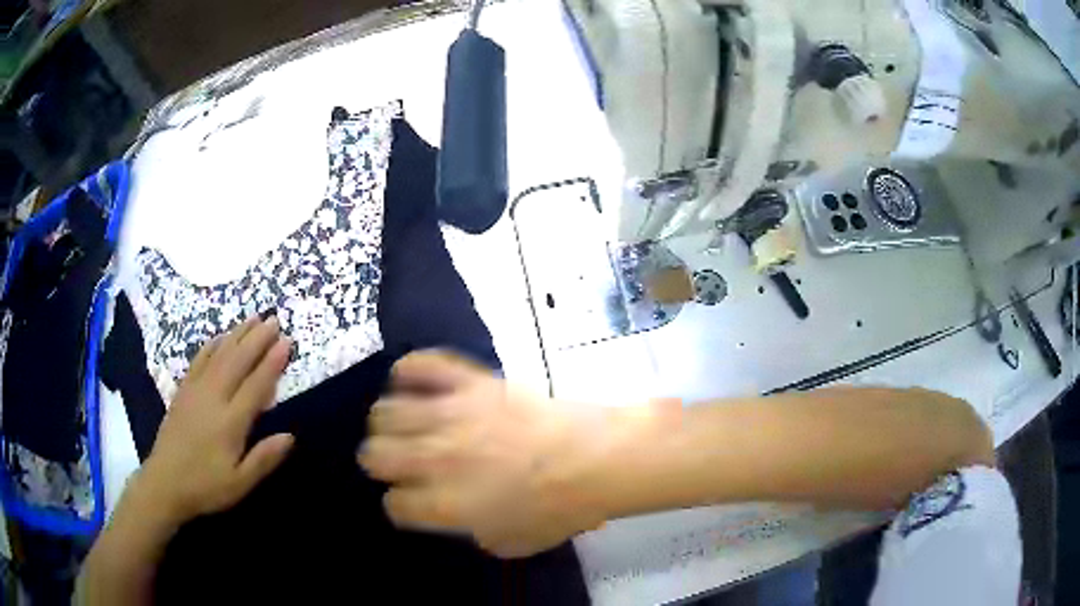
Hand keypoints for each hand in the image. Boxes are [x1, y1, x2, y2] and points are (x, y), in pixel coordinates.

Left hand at [132, 315, 294, 527]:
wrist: (165, 482)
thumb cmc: (206, 486)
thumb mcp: (240, 483)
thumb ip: (264, 459)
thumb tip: (290, 436)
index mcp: (231, 422)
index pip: (256, 385)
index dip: (272, 363)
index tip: (286, 342)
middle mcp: (214, 398)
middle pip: (238, 362)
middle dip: (257, 339)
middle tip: (274, 320)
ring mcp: (195, 391)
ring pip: (219, 355)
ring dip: (237, 335)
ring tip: (253, 319)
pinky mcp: (183, 391)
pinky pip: (199, 361)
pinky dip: (211, 346)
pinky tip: (219, 337)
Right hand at [359, 351, 607, 557]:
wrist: (597, 458)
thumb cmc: (561, 508)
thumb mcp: (512, 541)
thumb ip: (472, 530)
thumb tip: (458, 515)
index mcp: (444, 505)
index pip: (395, 504)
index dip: (399, 504)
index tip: (410, 500)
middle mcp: (435, 459)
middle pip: (375, 455)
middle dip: (379, 462)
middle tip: (396, 462)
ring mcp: (451, 415)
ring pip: (388, 411)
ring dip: (389, 422)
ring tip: (403, 424)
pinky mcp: (471, 383)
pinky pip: (426, 366)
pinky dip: (411, 370)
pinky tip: (410, 379)